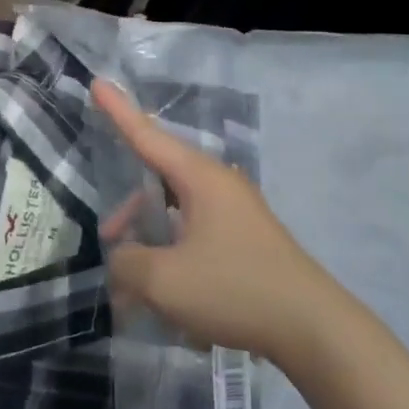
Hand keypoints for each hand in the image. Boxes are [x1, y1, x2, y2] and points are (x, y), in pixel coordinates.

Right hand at [94, 79, 340, 362]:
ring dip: (153, 238)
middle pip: (160, 180)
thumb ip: (128, 263)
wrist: (311, 326)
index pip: (147, 135)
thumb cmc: (234, 289)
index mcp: (199, 177)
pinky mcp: (247, 236)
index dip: (118, 111)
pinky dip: (176, 253)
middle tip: (110, 240)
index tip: (97, 82)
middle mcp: (219, 183)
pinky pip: (198, 231)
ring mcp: (237, 209)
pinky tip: (171, 294)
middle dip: (131, 209)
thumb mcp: (165, 281)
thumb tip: (122, 257)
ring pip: (178, 210)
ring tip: (137, 287)